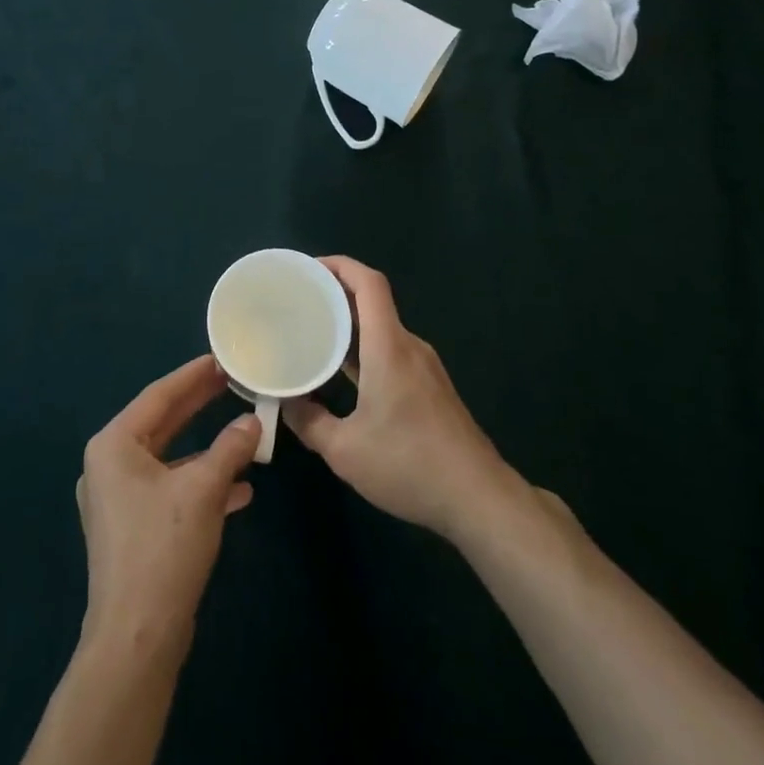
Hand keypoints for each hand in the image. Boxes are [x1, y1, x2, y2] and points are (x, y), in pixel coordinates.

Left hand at [76, 356, 261, 649]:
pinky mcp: (132, 528)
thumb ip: (229, 449)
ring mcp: (118, 499)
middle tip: (232, 382)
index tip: (220, 359)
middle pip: (162, 423)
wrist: (136, 639)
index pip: (158, 396)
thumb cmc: (163, 549)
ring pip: (169, 459)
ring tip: (243, 431)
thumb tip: (253, 422)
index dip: (192, 376)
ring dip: (206, 449)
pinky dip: (200, 484)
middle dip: (199, 406)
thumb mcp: (203, 491)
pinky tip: (239, 490)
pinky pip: (169, 489)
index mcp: (113, 445)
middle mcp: (109, 465)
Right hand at [284, 256, 521, 541]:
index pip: (369, 283)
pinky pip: (391, 351)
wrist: (479, 499)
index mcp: (389, 347)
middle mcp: (409, 346)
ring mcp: (424, 367)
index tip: (308, 269)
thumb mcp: (345, 451)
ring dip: (349, 324)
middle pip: (372, 302)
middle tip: (298, 302)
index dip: (339, 265)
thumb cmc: (409, 465)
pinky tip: (343, 372)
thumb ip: (309, 422)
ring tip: (313, 332)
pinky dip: (364, 349)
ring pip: (381, 329)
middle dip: (335, 294)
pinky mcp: (431, 387)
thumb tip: (284, 403)